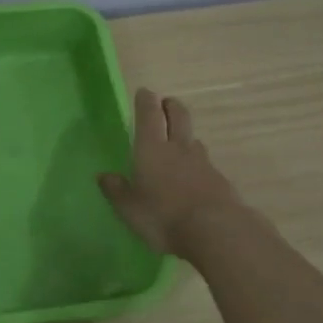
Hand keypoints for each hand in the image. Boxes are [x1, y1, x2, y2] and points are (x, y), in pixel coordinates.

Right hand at [98, 88, 244, 256]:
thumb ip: (116, 190)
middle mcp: (178, 148)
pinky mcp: (219, 180)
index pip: (149, 116)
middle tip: (166, 103)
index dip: (146, 101)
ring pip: (192, 139)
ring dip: (185, 134)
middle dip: (171, 106)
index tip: (144, 92)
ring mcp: (202, 162)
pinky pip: (204, 162)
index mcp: (151, 149)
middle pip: (178, 117)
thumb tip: (104, 176)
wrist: (215, 230)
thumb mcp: (129, 208)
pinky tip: (193, 174)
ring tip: (178, 140)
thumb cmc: (162, 216)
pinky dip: (196, 162)